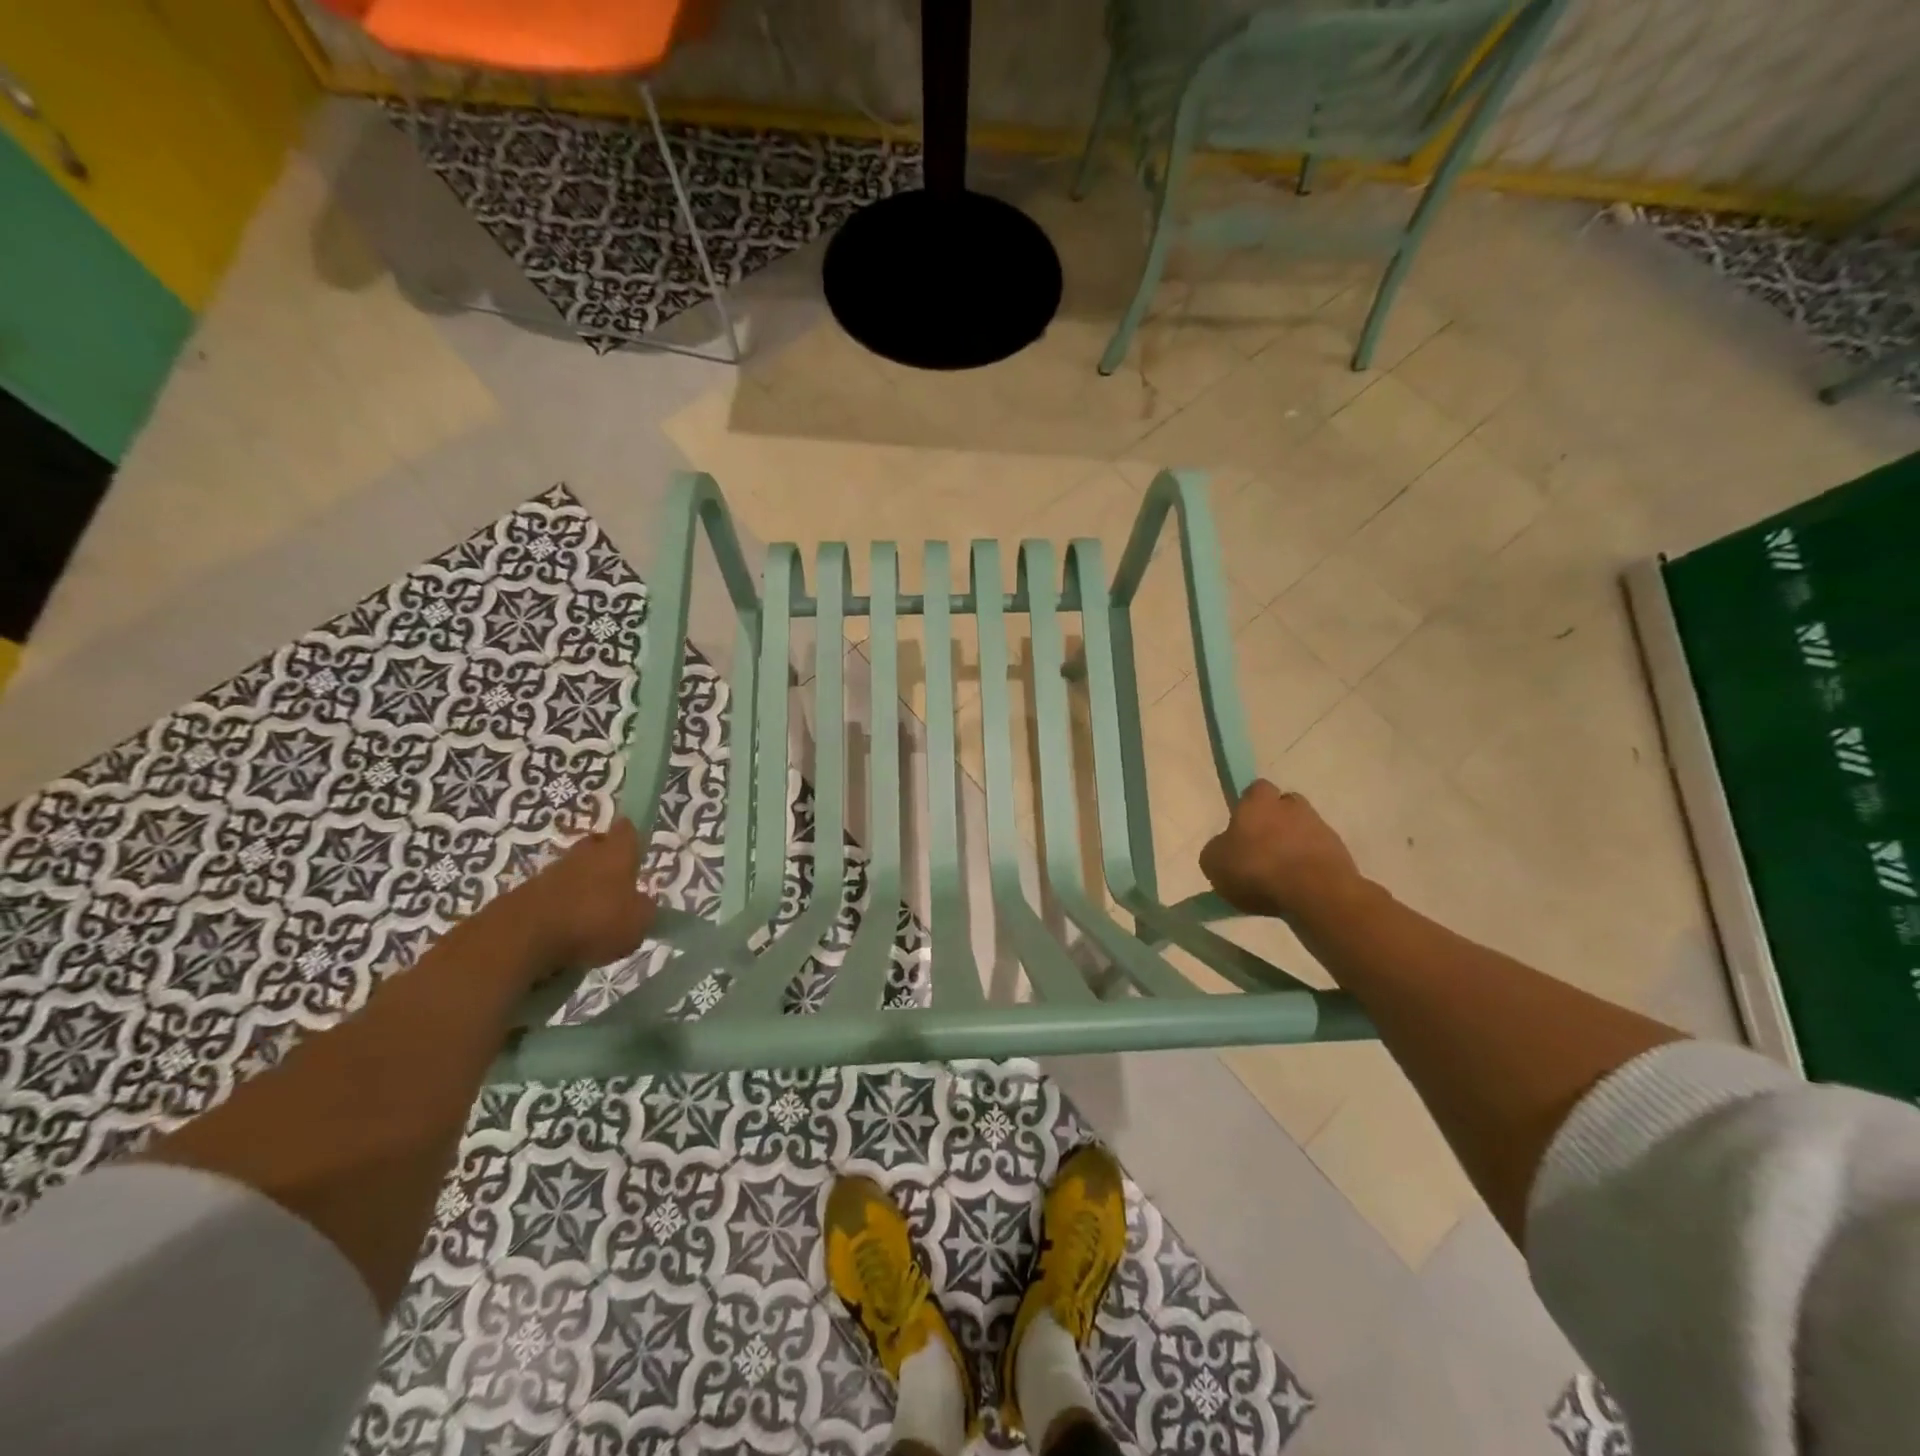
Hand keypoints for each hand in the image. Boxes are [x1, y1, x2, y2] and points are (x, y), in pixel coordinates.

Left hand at [504, 818, 656, 974]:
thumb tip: (642, 905)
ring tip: (592, 918)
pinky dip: (561, 909)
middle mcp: (584, 853)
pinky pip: (553, 896)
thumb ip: (644, 911)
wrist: (523, 937)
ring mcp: (551, 872)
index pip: (626, 830)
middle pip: (597, 848)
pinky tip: (567, 933)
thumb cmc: (594, 921)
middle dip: (606, 862)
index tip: (636, 853)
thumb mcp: (637, 923)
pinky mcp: (527, 894)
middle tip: (617, 886)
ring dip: (582, 888)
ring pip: (574, 873)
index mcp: (616, 852)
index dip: (632, 838)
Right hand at [1200, 780, 1368, 922]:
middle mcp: (1292, 806)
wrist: (1315, 893)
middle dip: (1276, 824)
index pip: (1256, 789)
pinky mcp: (1341, 853)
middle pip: (1284, 807)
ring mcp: (1321, 828)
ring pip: (1303, 831)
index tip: (1243, 827)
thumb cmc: (1256, 869)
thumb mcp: (1214, 863)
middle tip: (1262, 850)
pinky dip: (1310, 866)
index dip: (1249, 806)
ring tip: (1280, 876)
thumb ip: (1218, 850)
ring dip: (1294, 846)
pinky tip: (1298, 888)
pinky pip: (1319, 855)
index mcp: (1259, 801)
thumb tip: (1225, 848)